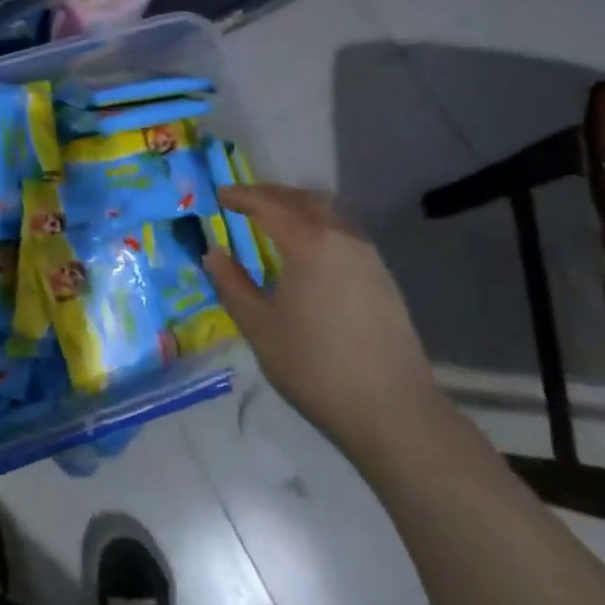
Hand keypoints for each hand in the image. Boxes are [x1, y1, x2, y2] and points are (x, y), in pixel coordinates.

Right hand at [205, 184, 443, 459]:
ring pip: (328, 214)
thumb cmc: (314, 366)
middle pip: (302, 200)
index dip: (242, 196)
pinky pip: (344, 233)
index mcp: (309, 242)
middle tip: (243, 202)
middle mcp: (342, 237)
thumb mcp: (259, 326)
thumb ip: (231, 284)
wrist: (391, 409)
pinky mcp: (382, 277)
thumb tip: (213, 253)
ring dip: (297, 208)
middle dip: (270, 195)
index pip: (269, 204)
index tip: (220, 195)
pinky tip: (307, 252)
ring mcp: (368, 256)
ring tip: (273, 222)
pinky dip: (318, 227)